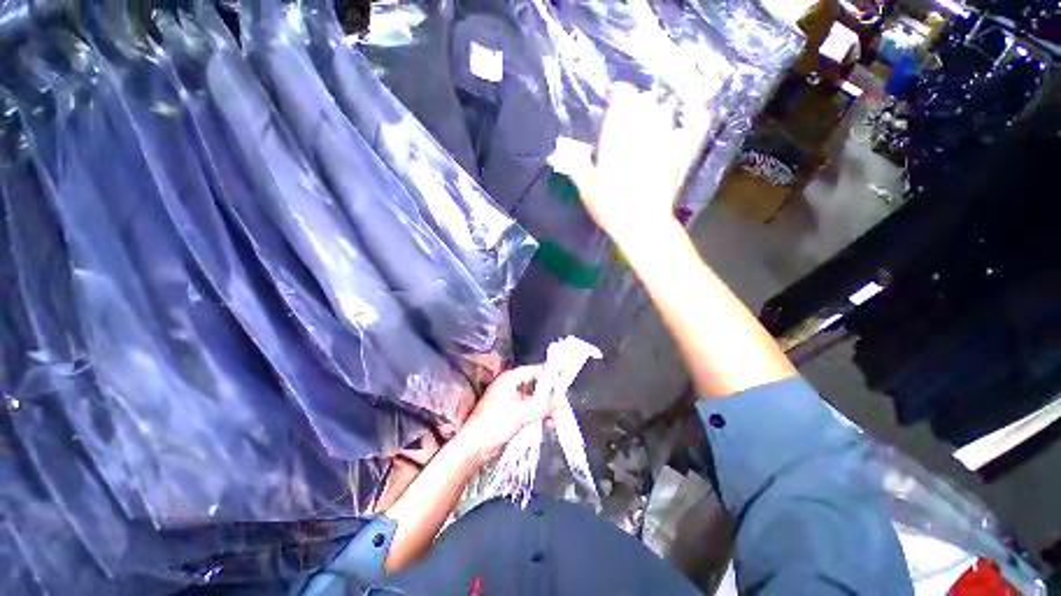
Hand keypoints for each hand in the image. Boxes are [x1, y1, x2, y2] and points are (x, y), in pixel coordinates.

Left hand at [457, 365, 552, 463]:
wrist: (474, 447)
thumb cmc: (494, 424)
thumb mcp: (521, 413)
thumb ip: (542, 406)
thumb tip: (561, 401)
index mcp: (509, 379)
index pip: (532, 371)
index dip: (546, 375)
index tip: (561, 381)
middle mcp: (509, 387)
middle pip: (533, 386)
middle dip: (547, 396)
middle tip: (561, 403)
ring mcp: (508, 401)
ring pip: (531, 400)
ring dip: (543, 409)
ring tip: (554, 419)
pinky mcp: (509, 414)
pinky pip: (527, 411)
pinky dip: (536, 416)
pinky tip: (546, 426)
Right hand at [552, 84, 688, 246]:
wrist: (643, 224)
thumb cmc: (611, 207)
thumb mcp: (587, 189)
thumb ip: (577, 164)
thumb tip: (563, 148)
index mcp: (618, 137)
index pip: (623, 100)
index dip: (620, 95)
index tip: (616, 97)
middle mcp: (642, 134)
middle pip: (645, 103)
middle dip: (638, 103)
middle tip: (630, 111)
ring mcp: (661, 143)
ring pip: (662, 114)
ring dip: (654, 112)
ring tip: (646, 121)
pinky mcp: (674, 156)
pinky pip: (672, 133)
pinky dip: (667, 130)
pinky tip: (661, 139)